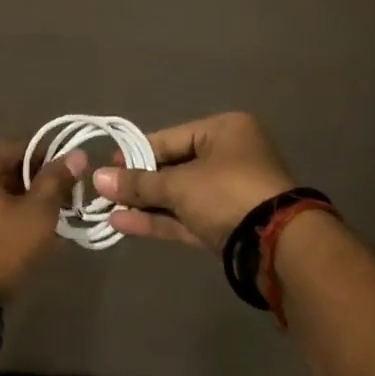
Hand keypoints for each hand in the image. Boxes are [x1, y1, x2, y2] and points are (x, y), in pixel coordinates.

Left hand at [0, 139, 86, 302]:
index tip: (66, 190)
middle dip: (26, 187)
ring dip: (6, 202)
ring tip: (30, 228)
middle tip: (51, 212)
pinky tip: (4, 237)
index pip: (19, 149)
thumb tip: (77, 155)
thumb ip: (57, 180)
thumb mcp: (38, 214)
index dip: (48, 167)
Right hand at [94, 112, 296, 251]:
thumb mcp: (179, 185)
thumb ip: (138, 183)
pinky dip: (159, 220)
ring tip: (107, 211)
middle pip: (174, 167)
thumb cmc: (227, 193)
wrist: (276, 245)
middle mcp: (229, 156)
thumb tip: (98, 179)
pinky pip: (187, 217)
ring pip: (179, 196)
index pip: (169, 138)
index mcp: (224, 131)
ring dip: (145, 204)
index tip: (108, 167)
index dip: (136, 154)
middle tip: (104, 192)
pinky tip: (124, 224)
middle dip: (139, 184)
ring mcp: (230, 193)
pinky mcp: (227, 225)